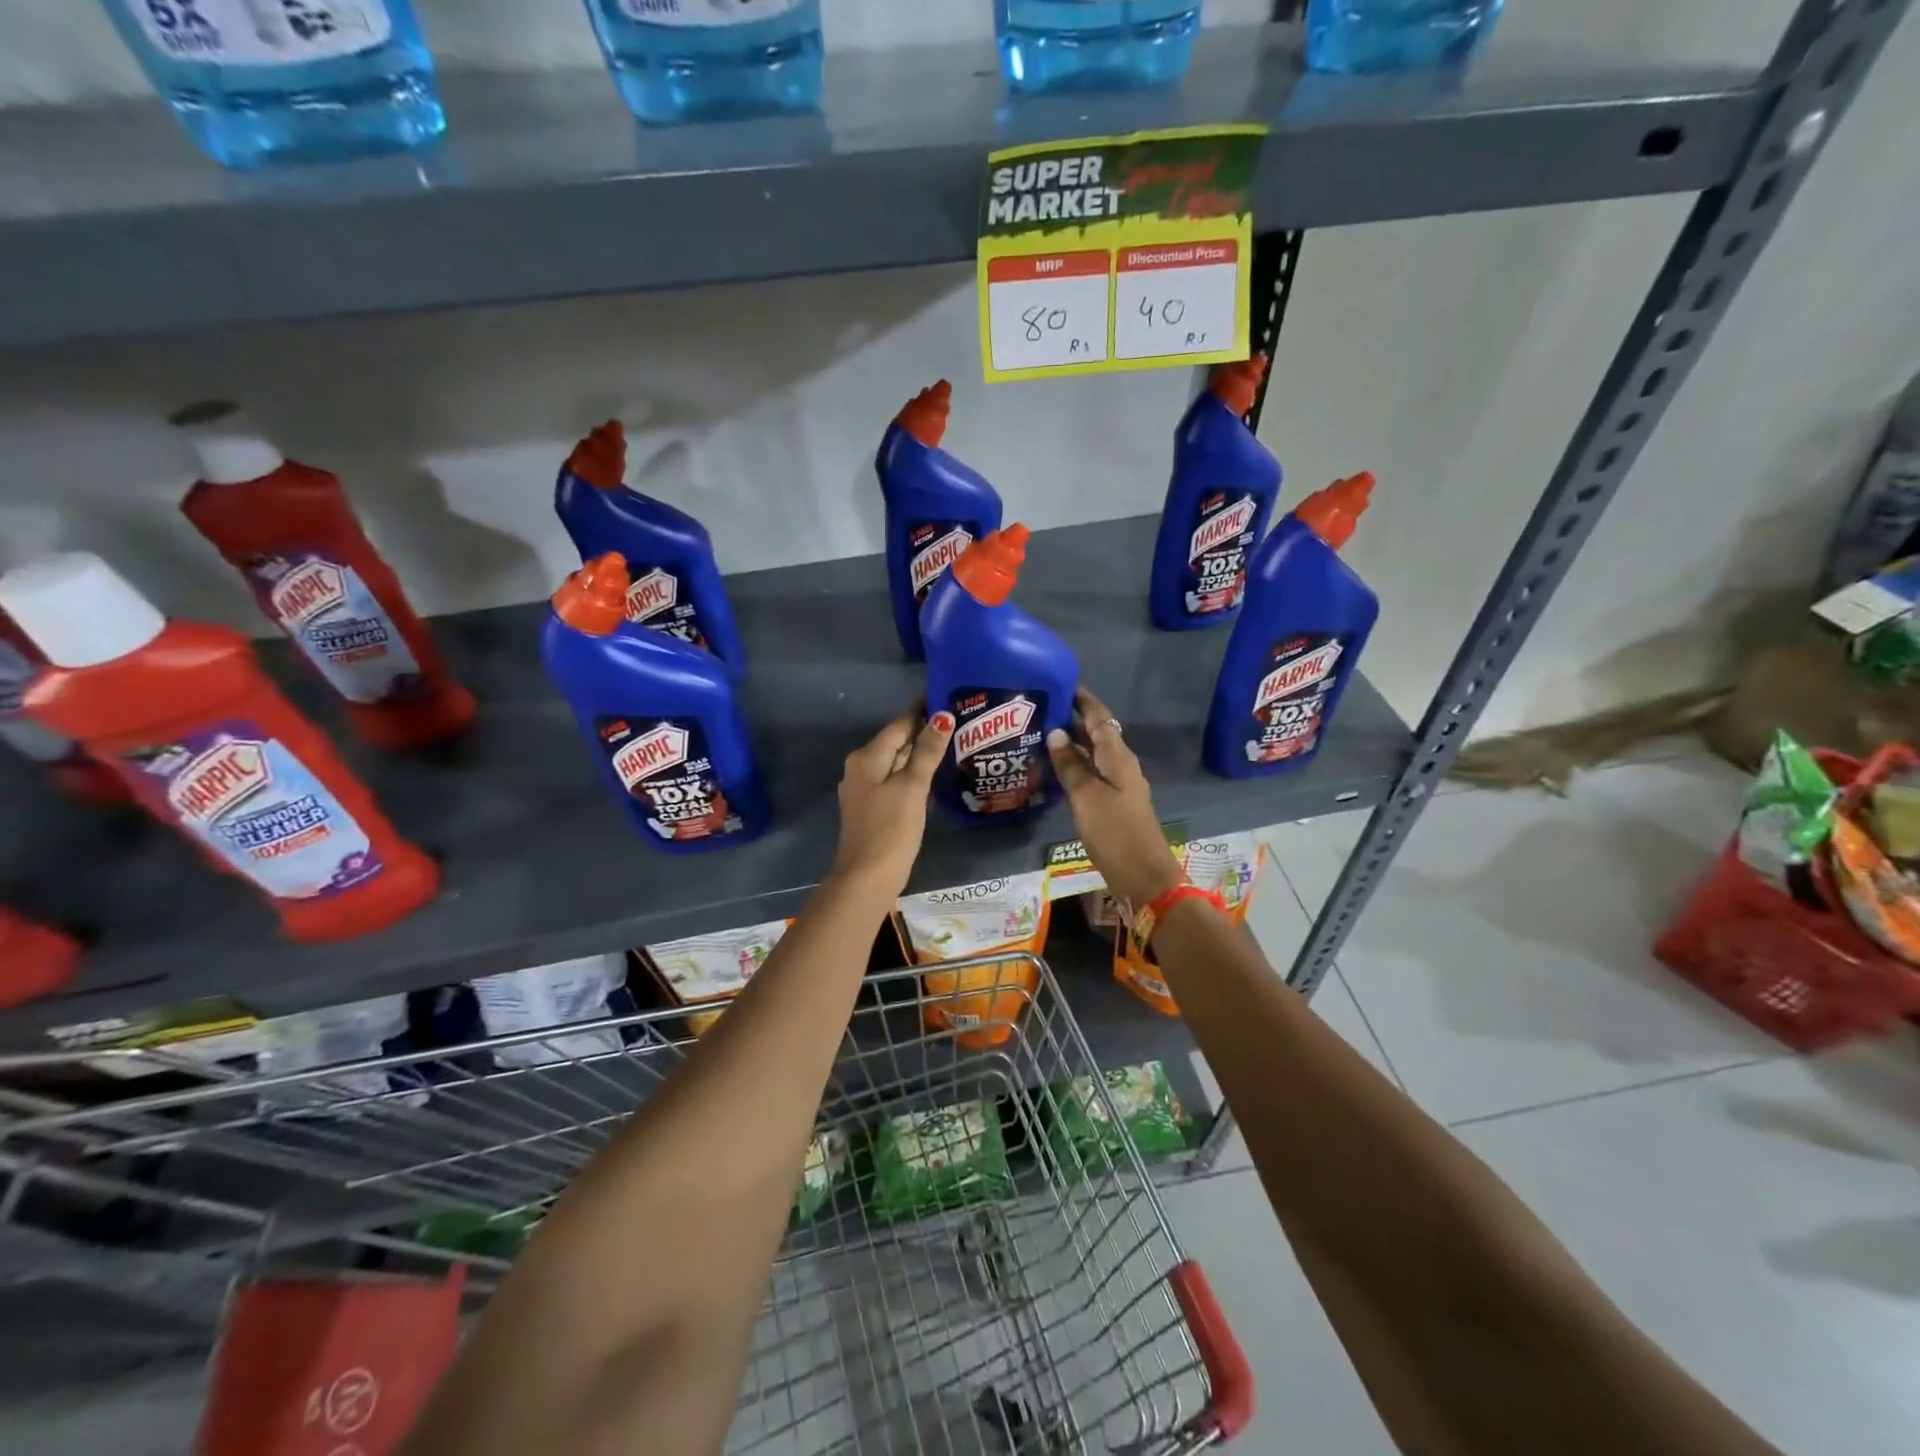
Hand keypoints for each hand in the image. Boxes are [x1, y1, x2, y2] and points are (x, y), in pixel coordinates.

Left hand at [830, 705, 953, 898]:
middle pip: (896, 741)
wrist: (867, 877)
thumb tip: (943, 715)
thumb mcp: (912, 786)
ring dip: (919, 752)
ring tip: (952, 742)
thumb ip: (927, 751)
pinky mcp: (872, 807)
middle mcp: (860, 767)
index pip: (899, 724)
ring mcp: (864, 789)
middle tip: (958, 718)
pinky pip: (894, 779)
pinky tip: (932, 775)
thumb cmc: (891, 828)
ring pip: (895, 761)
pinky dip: (912, 773)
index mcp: (867, 757)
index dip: (922, 710)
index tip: (947, 695)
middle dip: (923, 730)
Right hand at [1046, 687, 1183, 910]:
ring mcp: (1118, 786)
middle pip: (1096, 734)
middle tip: (1040, 708)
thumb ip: (1070, 765)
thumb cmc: (1115, 832)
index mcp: (1117, 757)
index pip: (1099, 717)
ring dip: (1071, 743)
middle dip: (1072, 719)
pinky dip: (1074, 766)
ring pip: (1092, 755)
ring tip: (1040, 734)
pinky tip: (1054, 770)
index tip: (1061, 682)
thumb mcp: (1086, 796)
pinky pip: (1091, 774)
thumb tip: (1055, 732)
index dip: (1082, 699)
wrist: (1143, 876)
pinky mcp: (1113, 805)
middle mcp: (1120, 765)